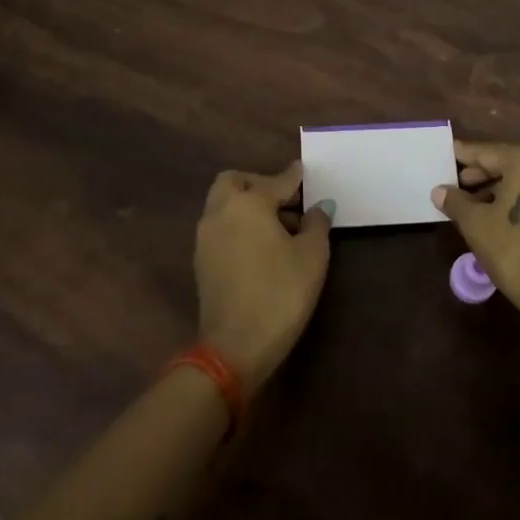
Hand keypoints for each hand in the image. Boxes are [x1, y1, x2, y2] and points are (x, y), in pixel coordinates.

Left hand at [194, 161, 332, 389]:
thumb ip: (316, 223)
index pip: (276, 181)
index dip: (294, 178)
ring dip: (247, 205)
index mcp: (248, 203)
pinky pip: (220, 227)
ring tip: (280, 226)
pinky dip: (238, 225)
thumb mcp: (312, 256)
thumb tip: (318, 207)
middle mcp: (220, 212)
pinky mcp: (201, 262)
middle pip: (235, 182)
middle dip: (259, 183)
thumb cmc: (280, 293)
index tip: (303, 172)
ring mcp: (205, 238)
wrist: (235, 347)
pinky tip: (262, 246)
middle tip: (286, 199)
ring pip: (224, 204)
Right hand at [434, 141, 519, 326]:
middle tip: (458, 185)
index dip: (464, 156)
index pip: (488, 152)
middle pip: (511, 162)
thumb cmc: (515, 251)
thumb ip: (456, 201)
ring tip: (477, 204)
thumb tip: (440, 191)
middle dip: (483, 173)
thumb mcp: (476, 224)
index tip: (448, 155)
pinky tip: (504, 215)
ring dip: (503, 187)